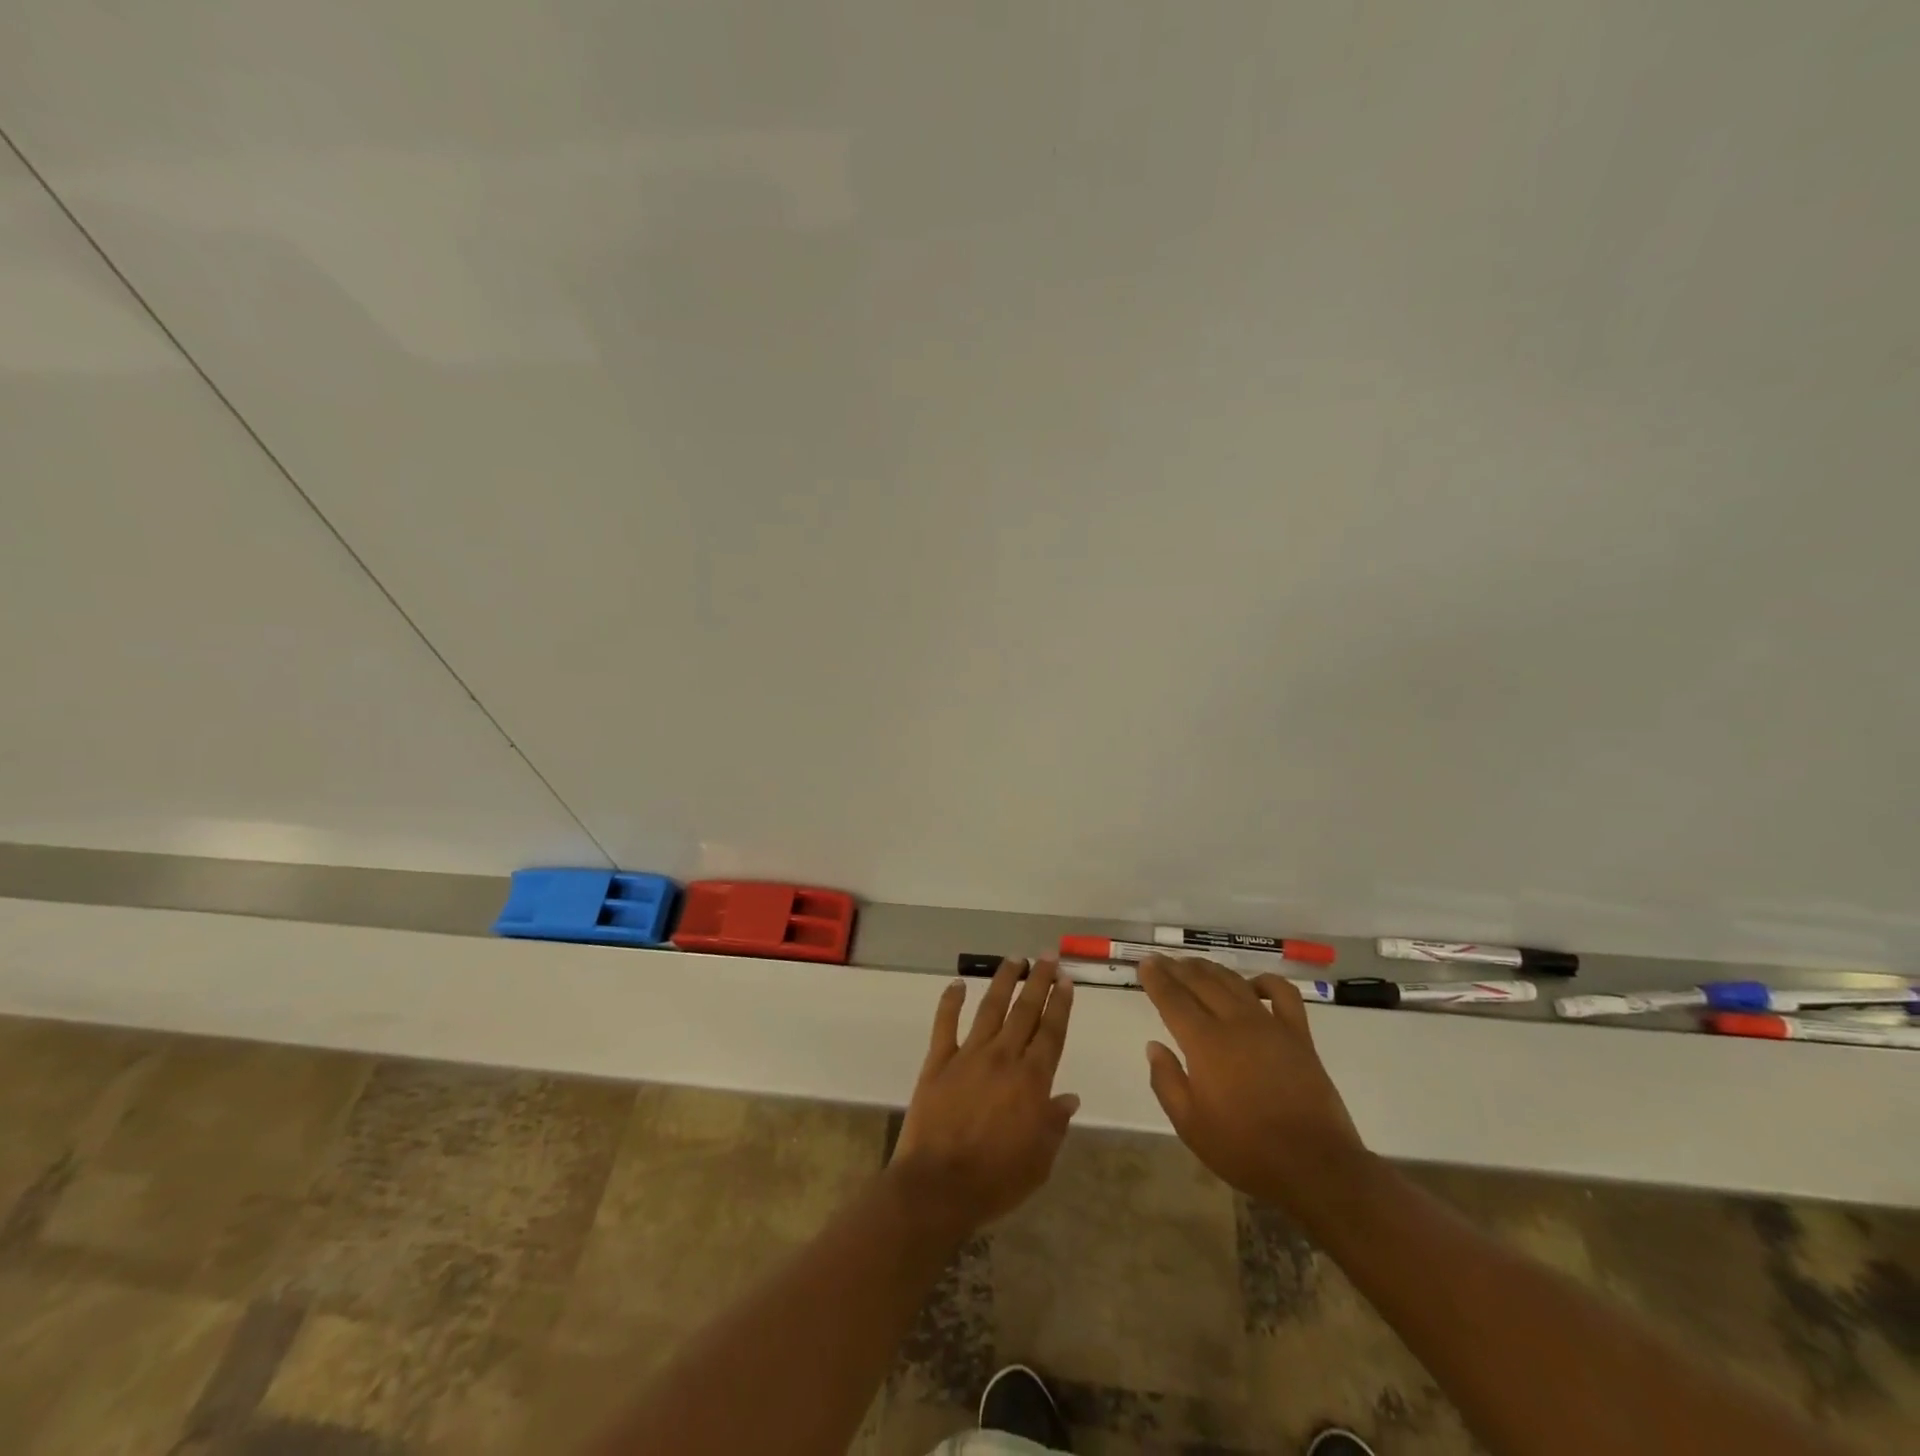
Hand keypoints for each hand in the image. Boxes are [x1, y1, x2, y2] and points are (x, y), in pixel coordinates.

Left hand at [889, 958, 1079, 1240]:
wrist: (939, 1186)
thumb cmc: (996, 1180)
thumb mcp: (1039, 1161)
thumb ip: (1054, 1124)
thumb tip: (1068, 1097)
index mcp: (1032, 1080)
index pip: (1051, 1032)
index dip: (1060, 1004)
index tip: (1065, 980)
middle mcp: (1003, 1057)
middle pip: (1025, 1011)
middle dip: (1038, 980)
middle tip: (1047, 956)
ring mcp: (969, 1055)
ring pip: (990, 1007)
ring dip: (1003, 981)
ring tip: (1014, 959)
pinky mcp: (938, 1061)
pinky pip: (945, 1024)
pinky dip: (950, 1001)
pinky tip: (956, 984)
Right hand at [1139, 955, 1368, 1215]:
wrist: (1314, 1167)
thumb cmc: (1245, 1149)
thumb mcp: (1190, 1125)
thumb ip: (1166, 1082)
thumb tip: (1154, 1046)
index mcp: (1205, 1044)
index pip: (1173, 999)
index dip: (1157, 979)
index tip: (1145, 964)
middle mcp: (1235, 1023)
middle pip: (1201, 983)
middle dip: (1178, 968)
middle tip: (1163, 961)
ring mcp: (1270, 1026)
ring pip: (1234, 983)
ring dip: (1211, 969)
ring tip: (1195, 965)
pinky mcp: (1299, 1036)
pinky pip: (1283, 994)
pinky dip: (1266, 982)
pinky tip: (1253, 985)